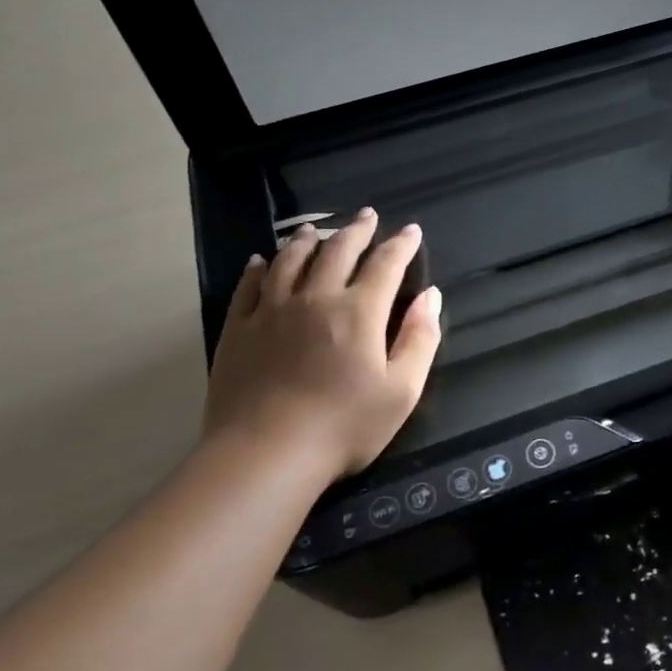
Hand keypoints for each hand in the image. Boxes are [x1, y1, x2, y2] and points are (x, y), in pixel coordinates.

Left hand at [202, 209, 441, 482]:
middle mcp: (316, 298)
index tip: (412, 231)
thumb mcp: (402, 391)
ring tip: (316, 229)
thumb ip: (420, 339)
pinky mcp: (239, 330)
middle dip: (357, 230)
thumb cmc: (344, 427)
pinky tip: (262, 260)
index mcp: (359, 312)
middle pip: (338, 251)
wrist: (265, 454)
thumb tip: (431, 296)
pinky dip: (259, 268)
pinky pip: (249, 287)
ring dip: (308, 240)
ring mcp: (272, 311)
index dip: (402, 245)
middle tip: (367, 216)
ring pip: (291, 261)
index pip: (386, 265)